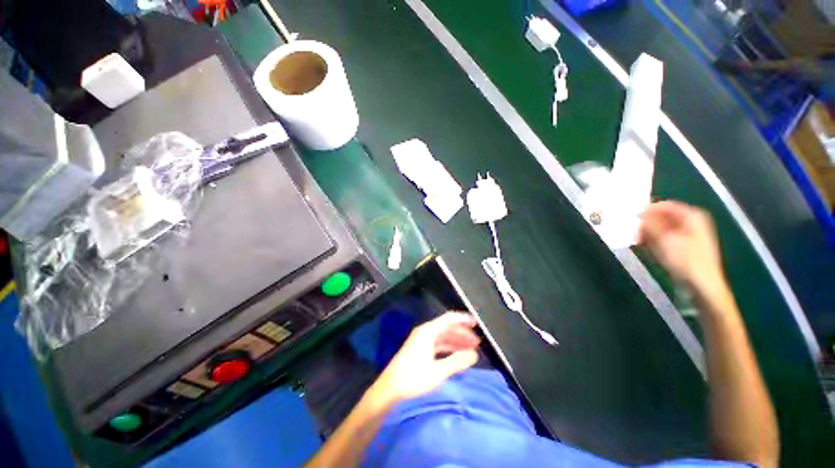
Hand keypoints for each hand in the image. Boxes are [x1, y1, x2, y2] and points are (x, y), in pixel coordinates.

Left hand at [370, 312, 480, 404]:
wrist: (389, 388)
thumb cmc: (413, 378)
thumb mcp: (438, 371)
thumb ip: (457, 361)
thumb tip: (474, 354)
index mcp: (428, 331)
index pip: (449, 319)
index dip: (463, 319)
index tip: (476, 323)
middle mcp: (425, 332)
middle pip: (447, 327)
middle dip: (462, 333)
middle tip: (477, 342)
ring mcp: (421, 340)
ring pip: (443, 336)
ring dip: (456, 341)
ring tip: (470, 349)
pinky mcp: (419, 349)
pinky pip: (438, 344)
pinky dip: (448, 347)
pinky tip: (456, 355)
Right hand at [639, 201, 725, 296]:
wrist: (702, 286)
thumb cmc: (686, 261)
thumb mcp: (665, 241)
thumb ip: (650, 225)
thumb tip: (637, 215)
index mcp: (692, 216)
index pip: (664, 205)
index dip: (646, 210)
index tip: (629, 216)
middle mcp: (691, 221)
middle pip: (662, 216)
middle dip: (645, 222)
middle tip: (630, 229)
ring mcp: (688, 234)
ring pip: (661, 227)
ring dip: (647, 232)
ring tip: (635, 238)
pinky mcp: (683, 246)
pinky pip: (664, 237)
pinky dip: (653, 239)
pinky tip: (643, 246)